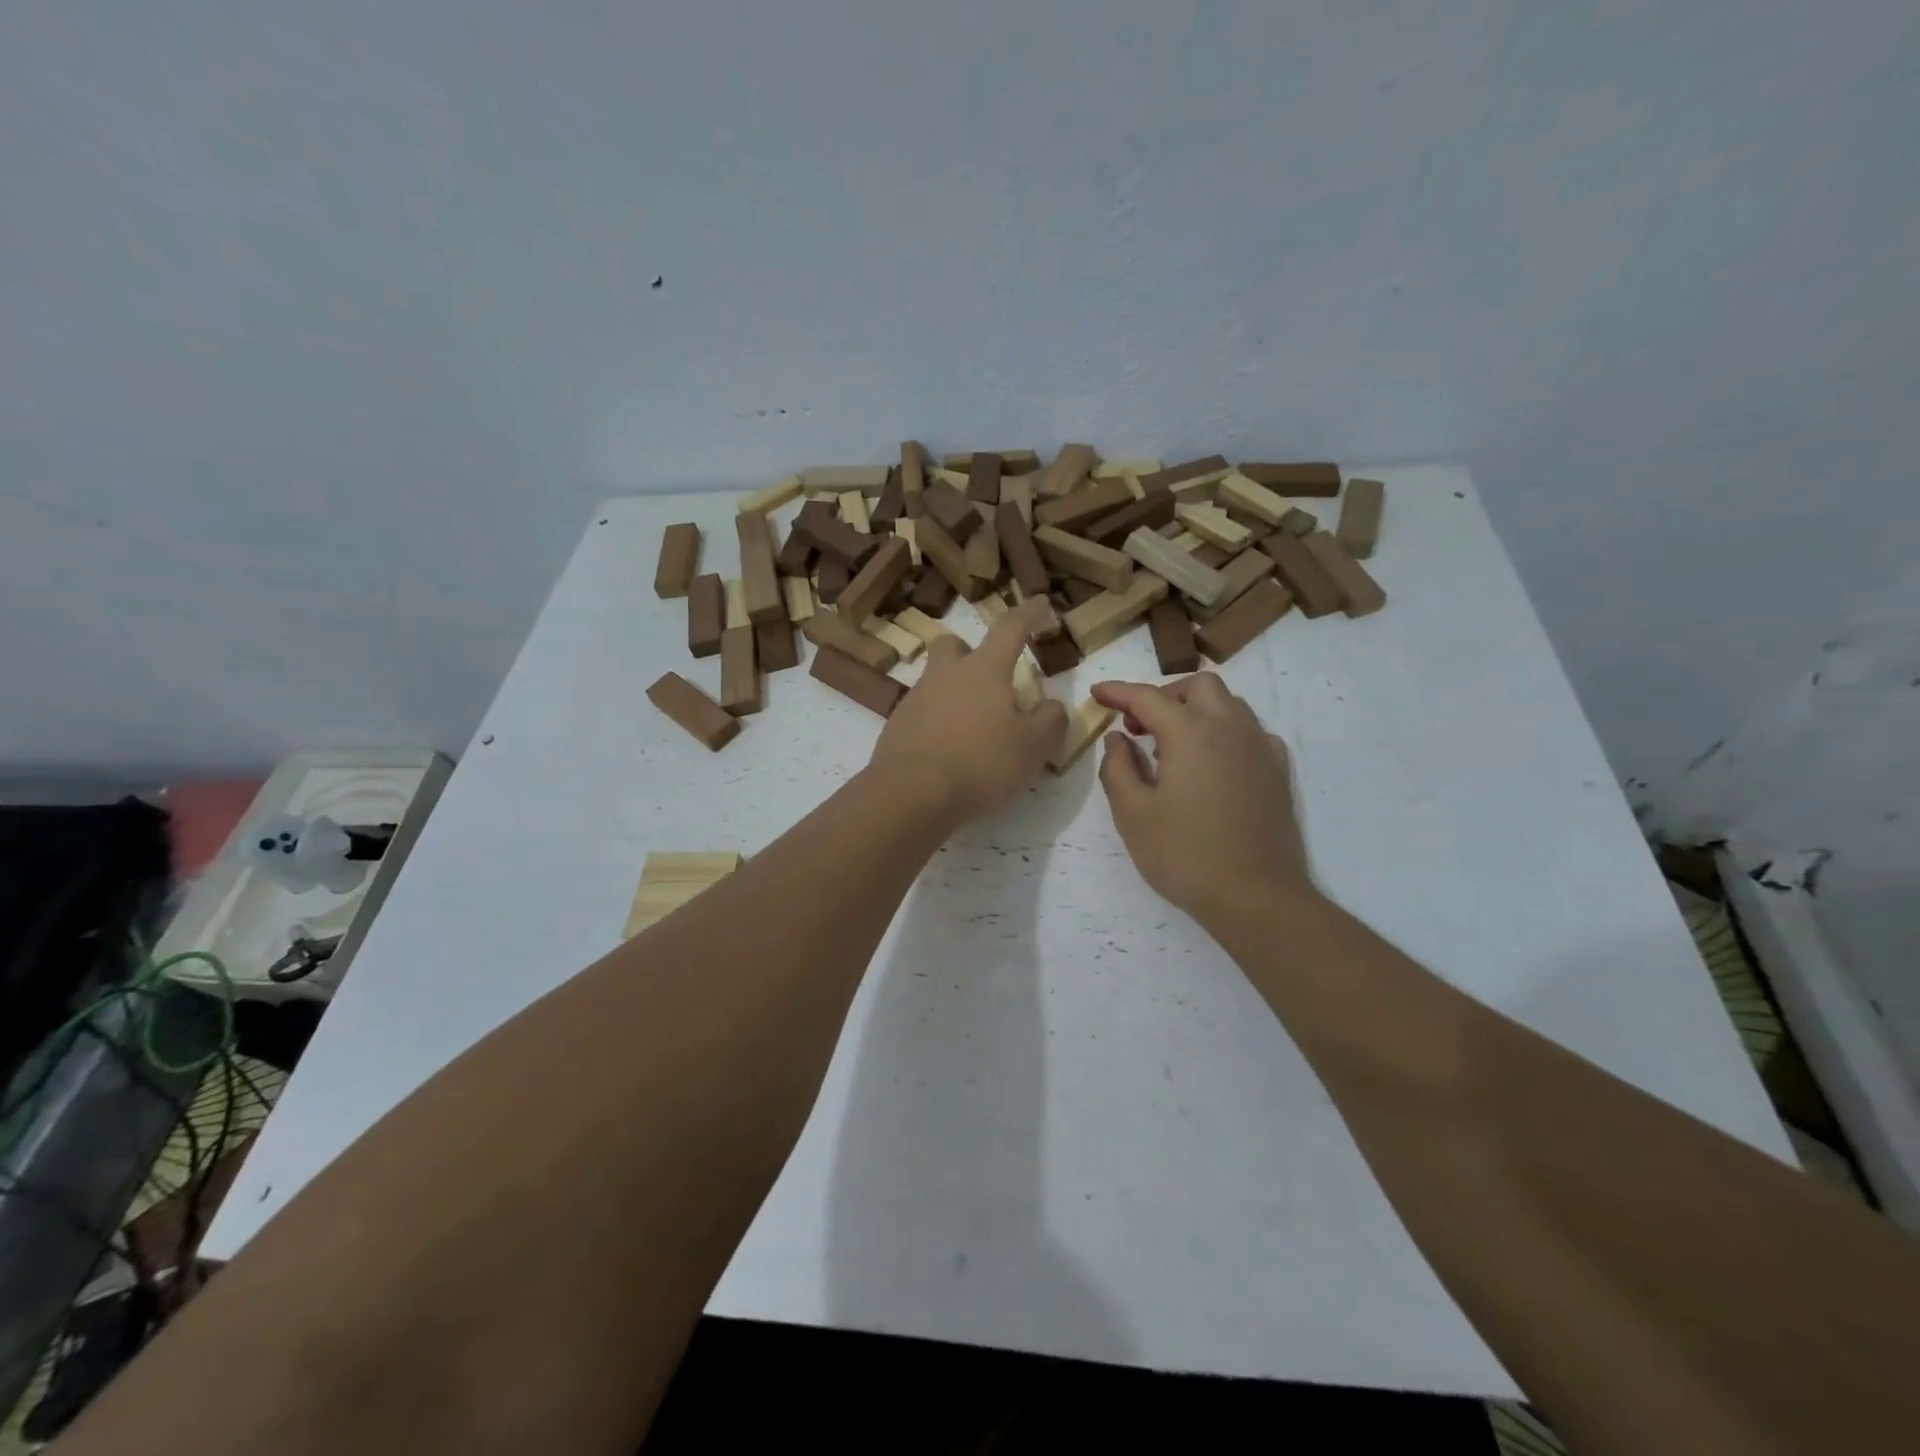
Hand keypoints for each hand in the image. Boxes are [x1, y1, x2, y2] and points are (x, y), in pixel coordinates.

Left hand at [869, 599, 1068, 825]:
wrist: (911, 794)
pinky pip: (921, 714)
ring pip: (935, 681)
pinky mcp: (896, 727)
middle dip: (971, 651)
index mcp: (983, 670)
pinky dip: (937, 724)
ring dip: (954, 693)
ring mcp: (915, 700)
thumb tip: (1051, 707)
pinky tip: (949, 753)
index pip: (1010, 628)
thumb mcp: (1034, 746)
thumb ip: (1050, 720)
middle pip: (953, 645)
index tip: (1043, 605)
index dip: (1030, 614)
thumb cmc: (981, 763)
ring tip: (974, 729)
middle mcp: (945, 675)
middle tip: (989, 679)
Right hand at [1092, 674, 1311, 920]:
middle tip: (1139, 726)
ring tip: (1171, 746)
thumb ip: (1118, 767)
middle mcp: (1230, 728)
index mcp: (1190, 733)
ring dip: (1195, 710)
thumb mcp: (1132, 814)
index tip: (1097, 694)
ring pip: (1228, 704)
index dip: (1118, 691)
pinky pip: (1249, 731)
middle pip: (1197, 686)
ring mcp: (1260, 747)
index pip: (1147, 697)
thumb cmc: (1184, 855)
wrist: (1256, 896)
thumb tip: (1118, 739)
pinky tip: (1211, 763)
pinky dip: (1224, 732)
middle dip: (1163, 695)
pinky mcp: (1277, 771)